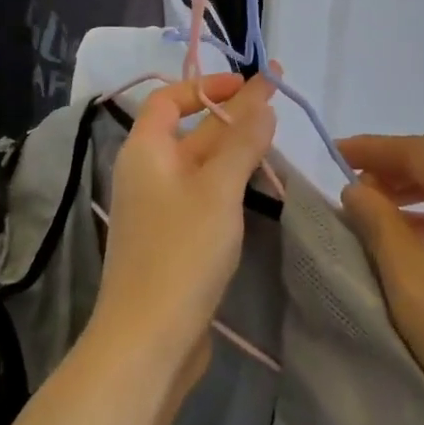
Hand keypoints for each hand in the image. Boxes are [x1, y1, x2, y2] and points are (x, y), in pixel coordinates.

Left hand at [92, 73, 277, 391]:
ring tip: (273, 135)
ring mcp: (159, 209)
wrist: (148, 340)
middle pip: (191, 131)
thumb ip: (242, 142)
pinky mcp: (173, 240)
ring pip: (200, 165)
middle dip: (232, 113)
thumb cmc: (180, 253)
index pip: (169, 99)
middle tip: (278, 99)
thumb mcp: (218, 189)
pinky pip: (202, 195)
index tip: (247, 84)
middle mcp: (147, 174)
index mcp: (145, 151)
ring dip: (234, 148)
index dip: (206, 85)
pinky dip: (229, 182)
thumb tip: (262, 102)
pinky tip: (255, 183)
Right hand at [339, 134, 423, 424]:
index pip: (421, 150)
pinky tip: (408, 234)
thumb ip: (380, 228)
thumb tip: (356, 188)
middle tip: (347, 183)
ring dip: (411, 188)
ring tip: (369, 206)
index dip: (374, 148)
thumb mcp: (415, 288)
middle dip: (391, 165)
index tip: (332, 154)